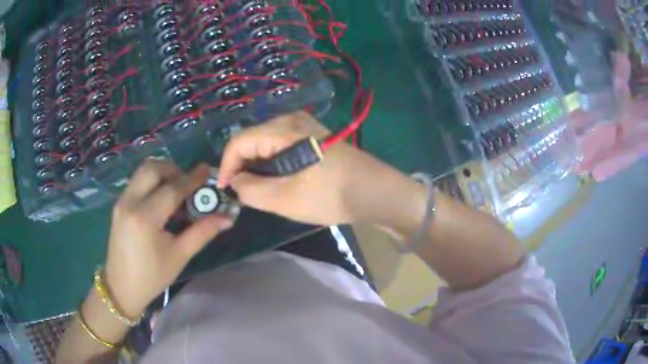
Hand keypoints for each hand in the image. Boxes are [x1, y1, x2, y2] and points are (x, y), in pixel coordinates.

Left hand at [104, 160, 232, 317]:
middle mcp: (130, 202)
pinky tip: (161, 201)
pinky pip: (137, 182)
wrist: (121, 287)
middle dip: (174, 169)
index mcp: (145, 218)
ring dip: (162, 173)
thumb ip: (202, 232)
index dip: (192, 179)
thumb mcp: (179, 256)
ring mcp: (121, 201)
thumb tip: (227, 218)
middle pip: (152, 168)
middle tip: (188, 184)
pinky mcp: (119, 205)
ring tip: (176, 191)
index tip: (207, 171)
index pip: (172, 189)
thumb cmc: (152, 277)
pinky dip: (152, 182)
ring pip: (143, 171)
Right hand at [218, 111, 424, 227]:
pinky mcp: (312, 136)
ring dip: (257, 167)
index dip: (226, 167)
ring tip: (259, 191)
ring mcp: (304, 126)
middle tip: (242, 194)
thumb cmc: (332, 195)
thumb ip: (251, 190)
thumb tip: (235, 182)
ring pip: (265, 144)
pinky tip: (278, 181)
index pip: (238, 142)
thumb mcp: (285, 199)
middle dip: (242, 167)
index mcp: (282, 129)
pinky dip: (272, 164)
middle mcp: (290, 119)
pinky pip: (280, 146)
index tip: (225, 191)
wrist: (376, 192)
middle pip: (251, 140)